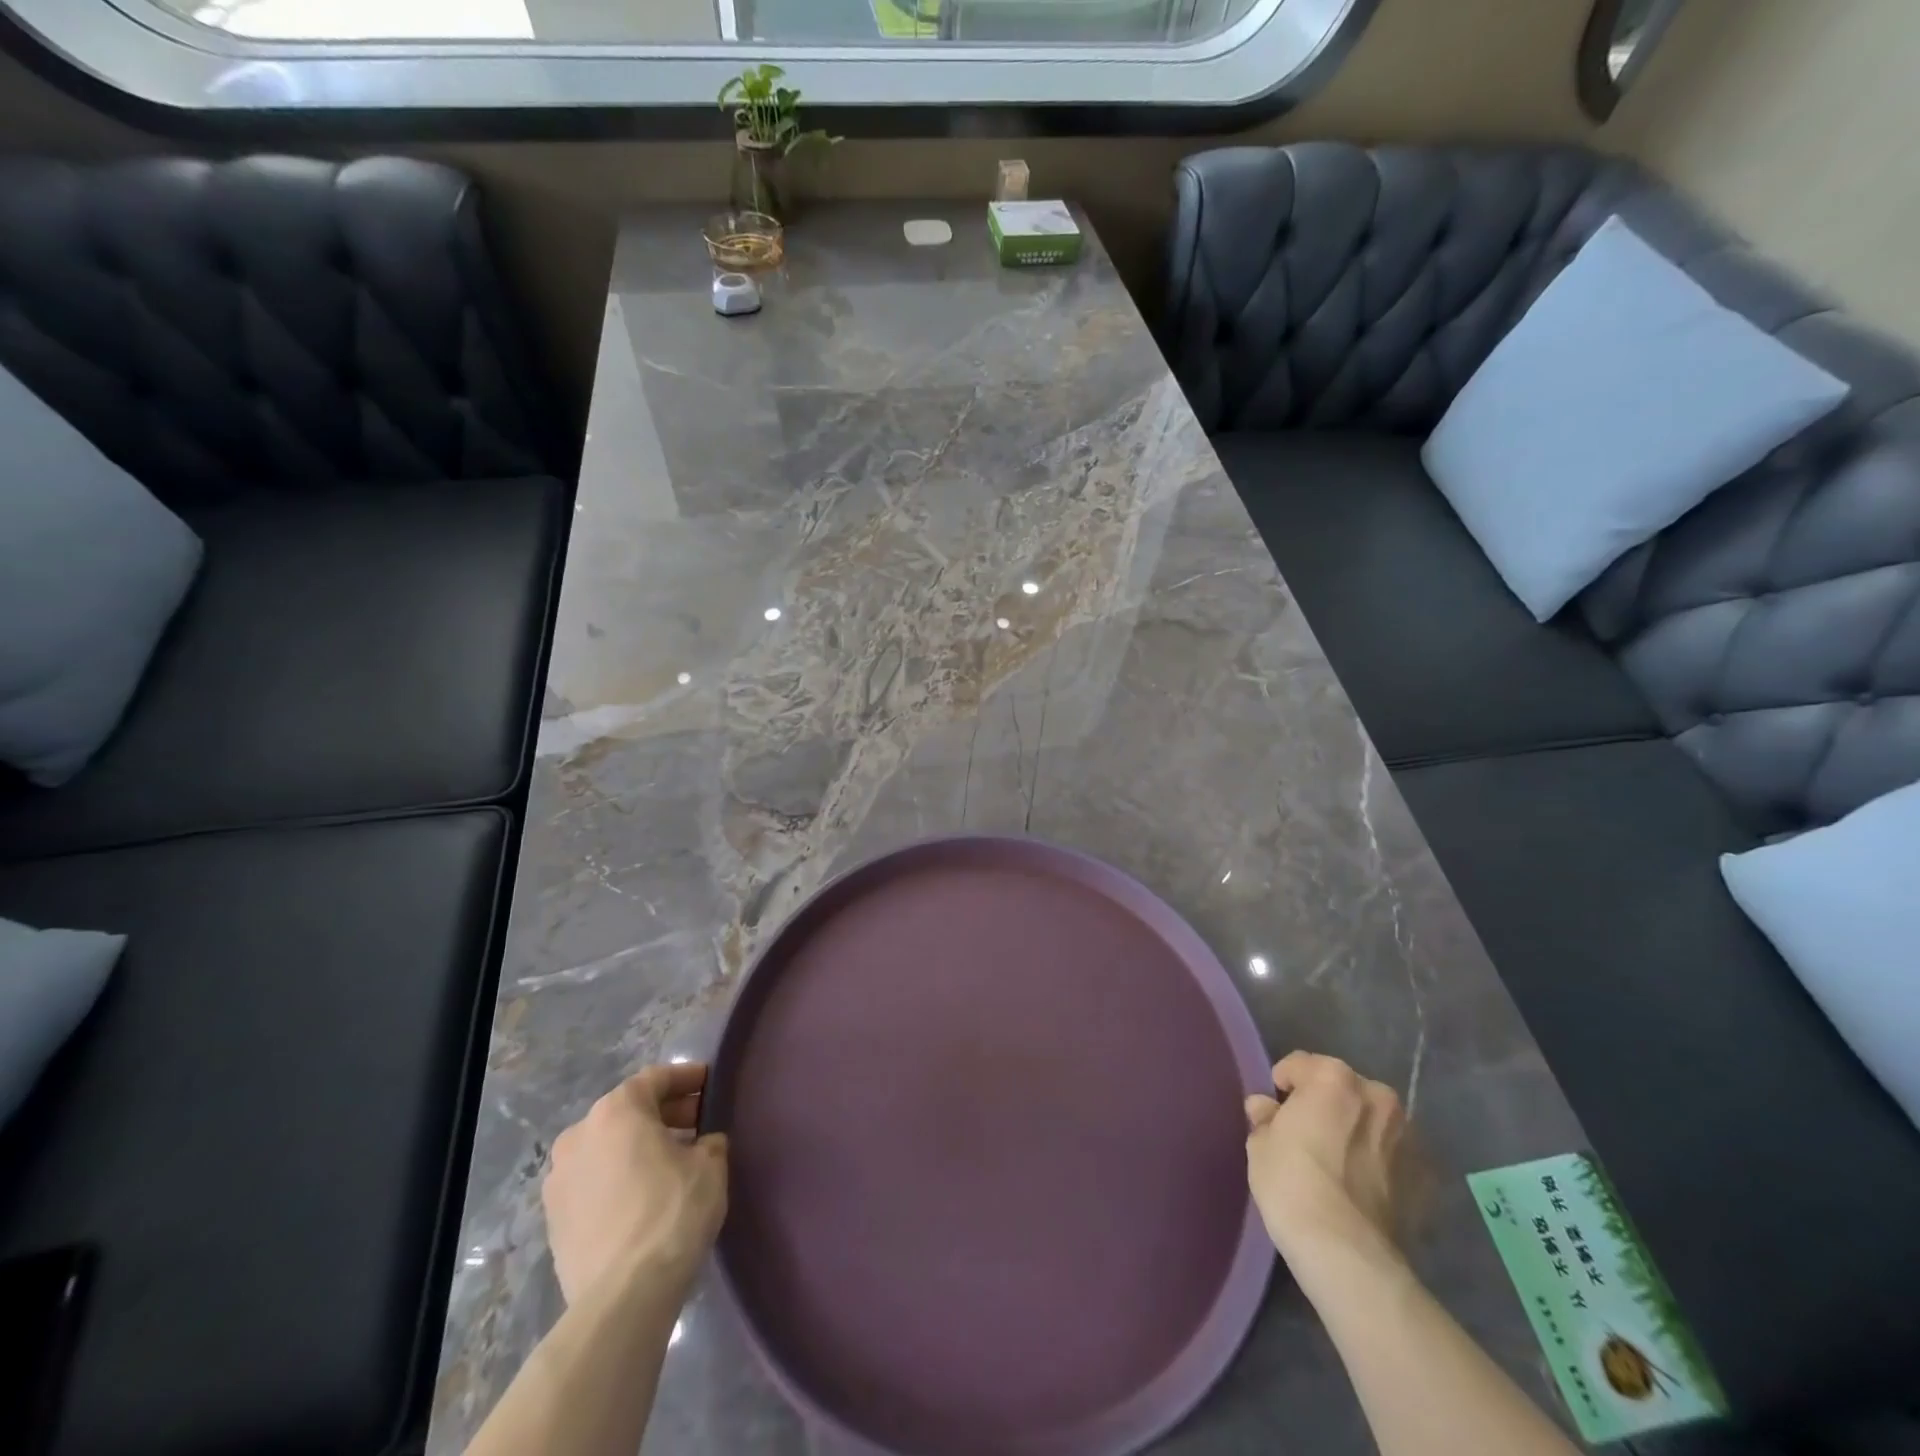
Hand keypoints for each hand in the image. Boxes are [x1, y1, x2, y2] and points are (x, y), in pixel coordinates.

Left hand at [543, 1063, 728, 1306]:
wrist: (623, 1296)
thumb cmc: (672, 1211)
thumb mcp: (710, 1165)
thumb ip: (708, 1143)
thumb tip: (703, 1145)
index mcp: (616, 1111)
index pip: (656, 1078)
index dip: (687, 1078)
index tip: (709, 1083)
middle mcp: (579, 1135)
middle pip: (627, 1111)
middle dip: (663, 1113)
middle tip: (697, 1123)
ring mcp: (559, 1180)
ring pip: (607, 1147)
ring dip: (637, 1146)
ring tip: (672, 1162)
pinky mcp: (554, 1220)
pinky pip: (593, 1181)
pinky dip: (618, 1177)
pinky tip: (644, 1195)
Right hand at [1244, 1052, 1405, 1266]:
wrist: (1347, 1253)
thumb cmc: (1292, 1183)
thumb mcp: (1260, 1144)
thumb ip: (1264, 1117)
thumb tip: (1265, 1108)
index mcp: (1333, 1077)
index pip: (1300, 1064)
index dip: (1283, 1085)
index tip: (1275, 1110)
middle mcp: (1377, 1095)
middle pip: (1341, 1087)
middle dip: (1325, 1103)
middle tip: (1307, 1134)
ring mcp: (1407, 1136)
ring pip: (1371, 1120)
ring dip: (1355, 1129)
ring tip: (1338, 1162)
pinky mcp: (1425, 1175)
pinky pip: (1392, 1155)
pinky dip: (1379, 1161)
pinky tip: (1362, 1185)